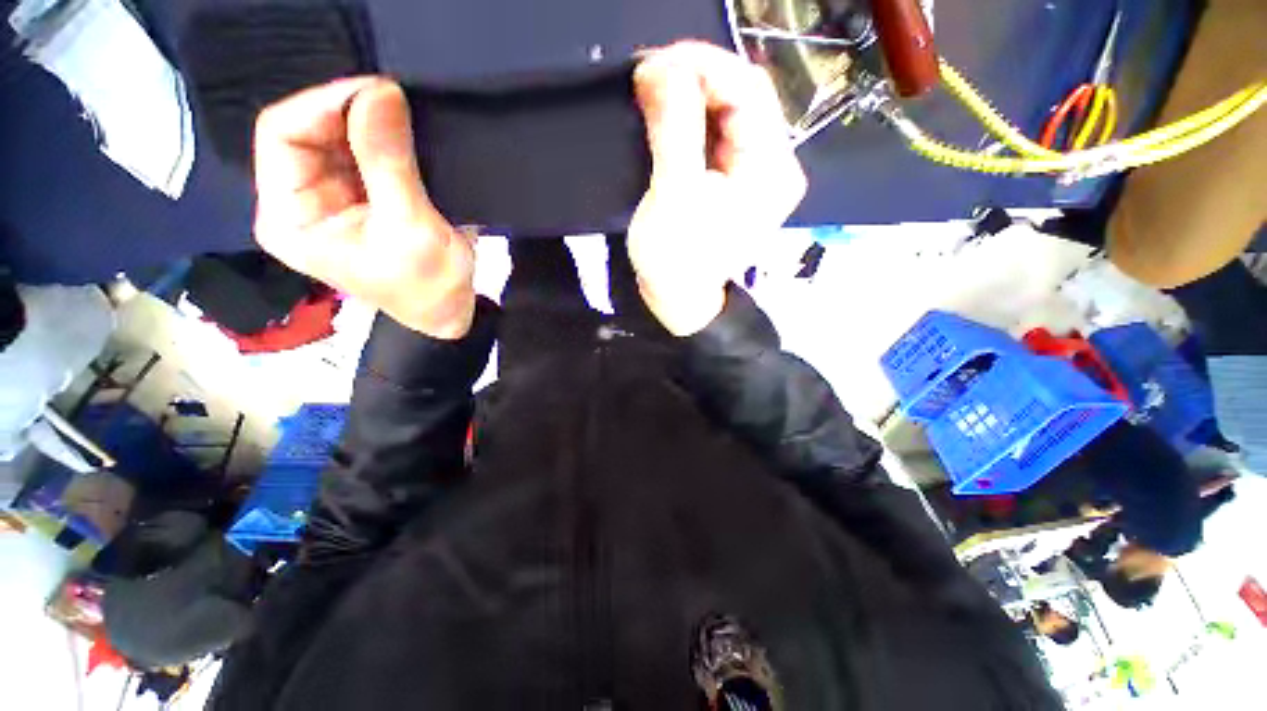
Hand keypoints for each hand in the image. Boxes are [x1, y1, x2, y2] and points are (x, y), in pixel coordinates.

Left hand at [253, 77, 476, 338]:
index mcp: (289, 218)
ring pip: (334, 138)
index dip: (324, 104)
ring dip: (368, 123)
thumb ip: (389, 162)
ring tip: (404, 117)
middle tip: (396, 102)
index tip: (377, 92)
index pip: (282, 135)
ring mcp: (328, 199)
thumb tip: (382, 91)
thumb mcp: (410, 227)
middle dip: (349, 112)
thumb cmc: (429, 285)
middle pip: (306, 132)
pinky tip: (405, 136)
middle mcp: (297, 202)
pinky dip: (381, 139)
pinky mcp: (357, 199)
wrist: (450, 312)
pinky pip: (359, 154)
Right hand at [628, 42, 805, 335]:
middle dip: (695, 76)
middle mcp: (772, 165)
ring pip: (727, 111)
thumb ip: (673, 130)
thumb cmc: (677, 262)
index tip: (656, 63)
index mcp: (771, 171)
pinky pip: (715, 133)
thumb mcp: (674, 198)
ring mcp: (753, 172)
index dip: (704, 65)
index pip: (749, 91)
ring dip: (689, 93)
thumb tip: (662, 68)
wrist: (677, 300)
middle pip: (742, 96)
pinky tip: (664, 110)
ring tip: (651, 88)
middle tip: (648, 73)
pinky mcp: (732, 179)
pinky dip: (689, 116)